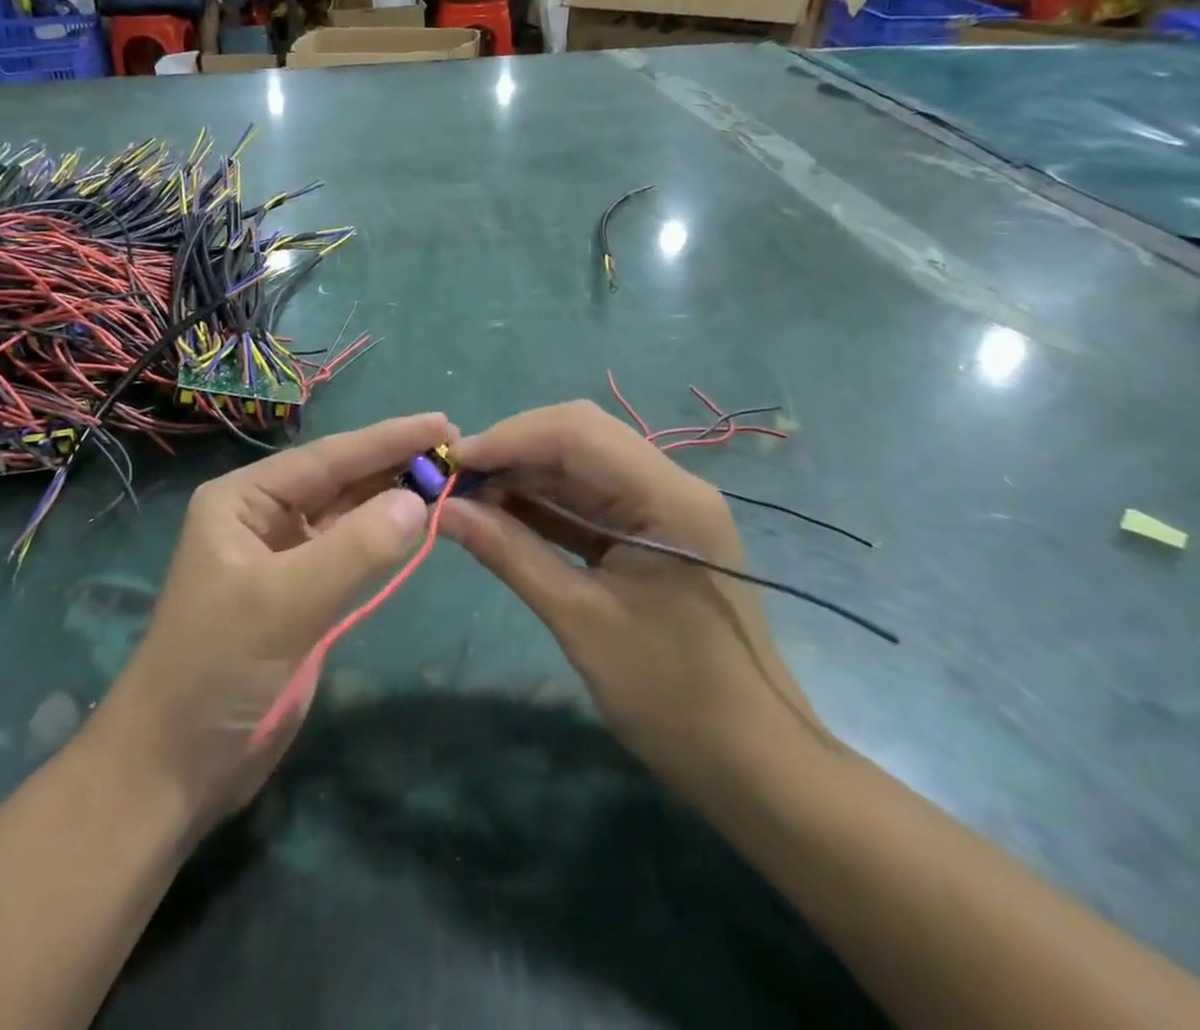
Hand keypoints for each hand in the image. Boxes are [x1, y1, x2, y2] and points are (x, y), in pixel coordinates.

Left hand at [94, 413, 455, 831]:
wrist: (177, 767)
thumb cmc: (217, 668)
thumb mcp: (284, 601)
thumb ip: (355, 548)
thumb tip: (418, 500)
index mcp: (243, 500)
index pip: (326, 459)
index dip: (385, 439)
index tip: (441, 422)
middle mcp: (262, 517)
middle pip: (339, 480)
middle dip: (393, 463)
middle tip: (456, 447)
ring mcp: (284, 557)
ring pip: (348, 514)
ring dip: (394, 497)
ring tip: (448, 476)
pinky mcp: (302, 595)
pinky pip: (351, 552)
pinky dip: (384, 538)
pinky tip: (417, 522)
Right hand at [442, 401, 827, 799]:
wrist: (755, 766)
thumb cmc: (672, 696)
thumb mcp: (580, 620)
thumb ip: (510, 554)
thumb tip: (444, 512)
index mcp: (667, 496)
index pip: (577, 432)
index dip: (508, 437)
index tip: (452, 463)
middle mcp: (669, 485)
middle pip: (579, 438)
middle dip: (513, 451)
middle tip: (457, 481)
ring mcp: (663, 509)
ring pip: (580, 467)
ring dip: (525, 476)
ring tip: (469, 498)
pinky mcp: (652, 535)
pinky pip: (590, 502)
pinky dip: (545, 505)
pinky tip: (503, 517)